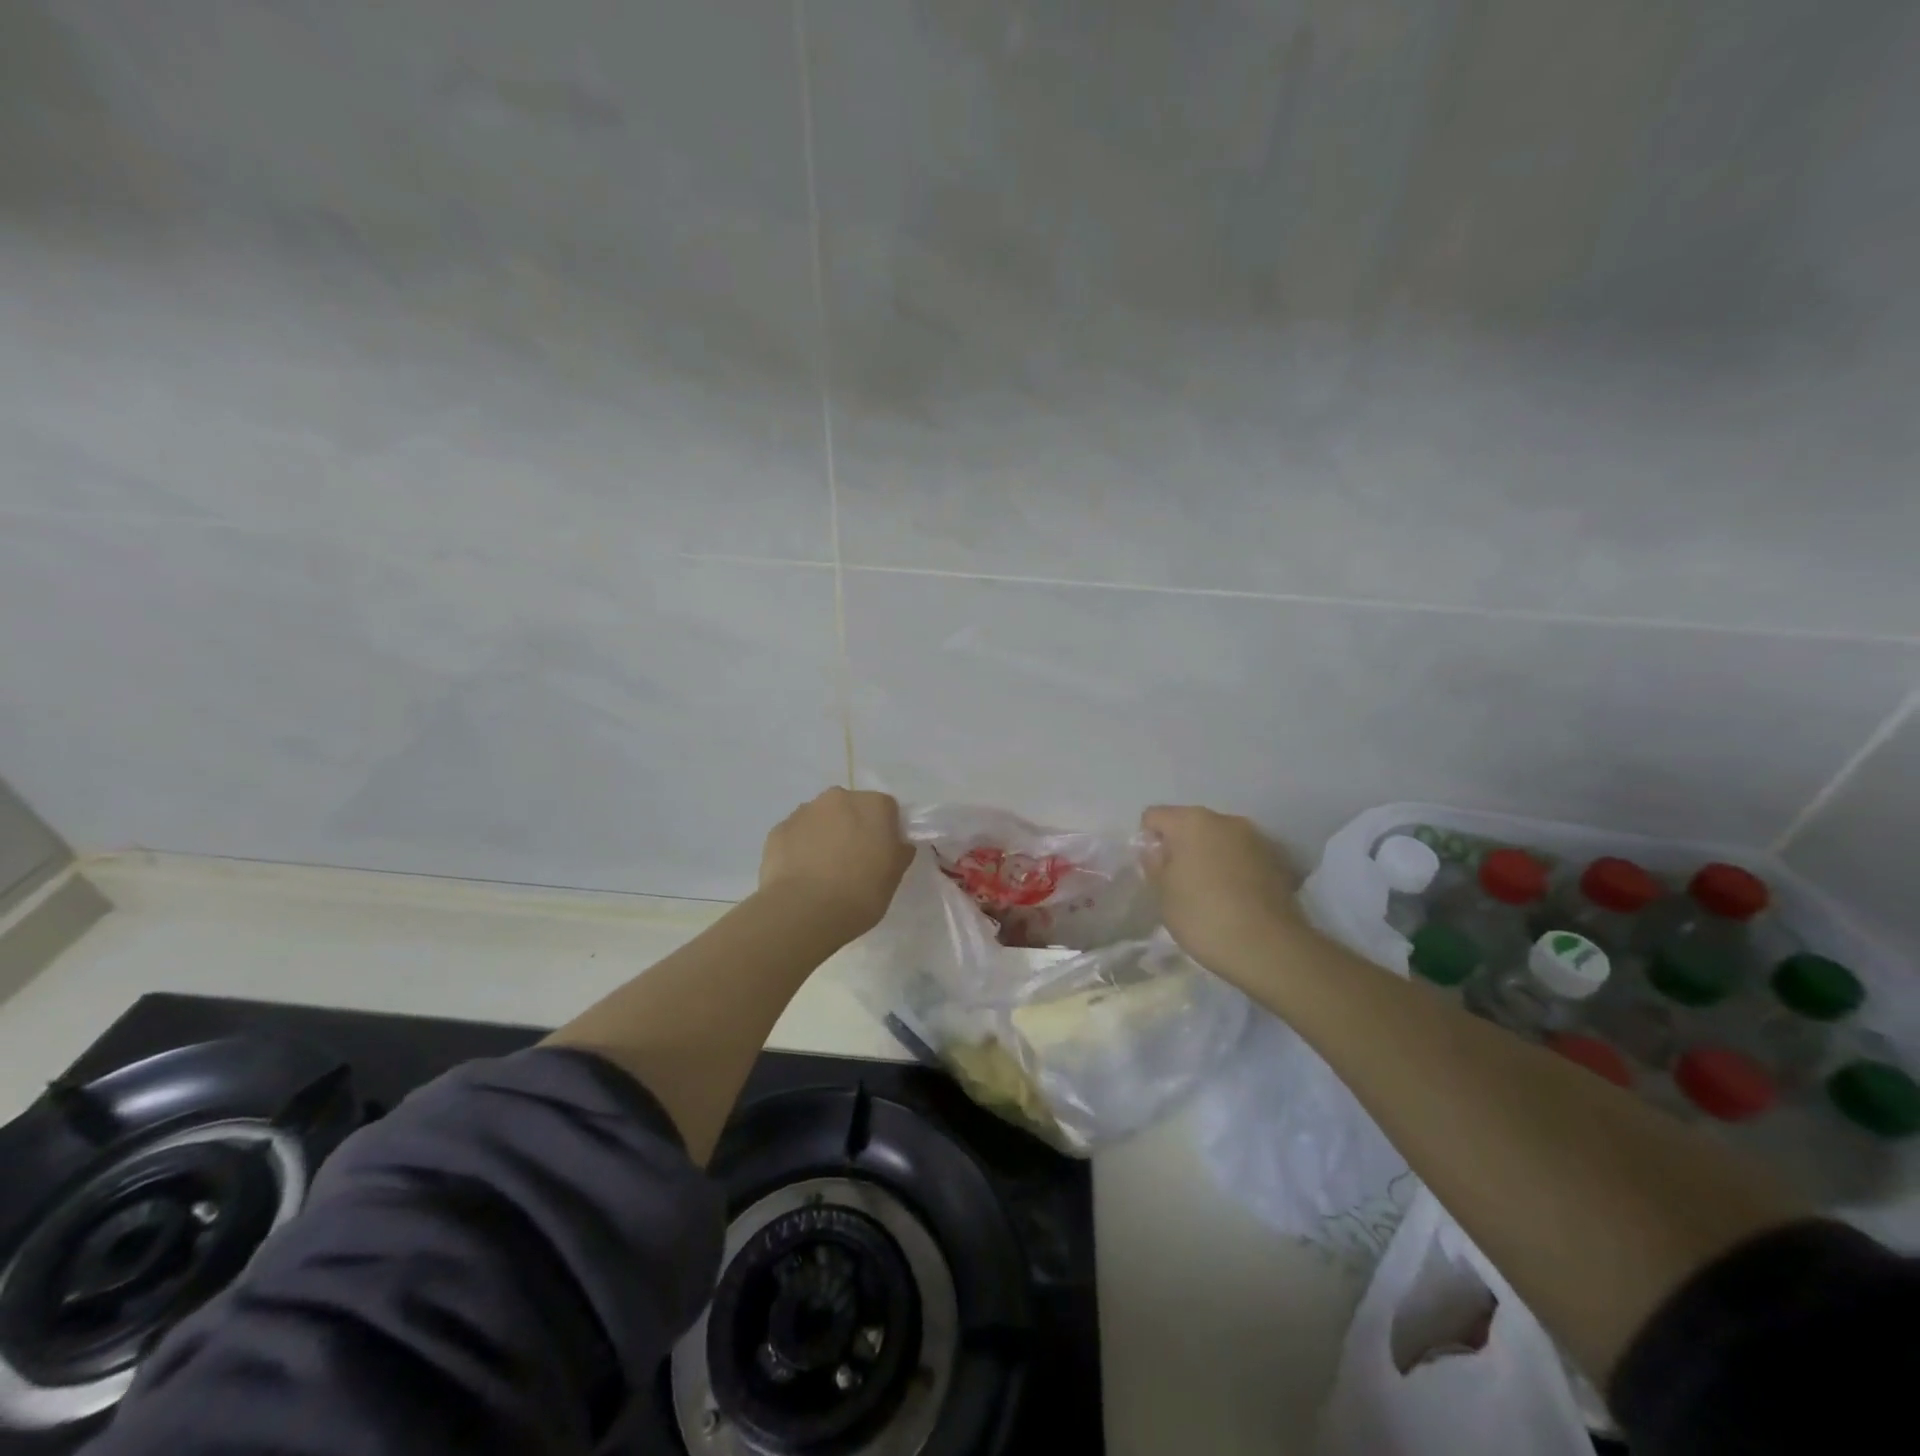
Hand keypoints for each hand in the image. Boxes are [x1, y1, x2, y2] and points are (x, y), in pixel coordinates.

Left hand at [759, 788, 914, 938]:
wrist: (804, 911)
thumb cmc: (860, 893)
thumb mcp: (894, 877)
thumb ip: (899, 852)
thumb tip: (897, 844)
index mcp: (873, 805)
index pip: (887, 809)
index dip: (885, 830)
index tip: (881, 854)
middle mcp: (838, 798)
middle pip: (851, 808)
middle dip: (852, 827)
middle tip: (852, 861)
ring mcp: (804, 811)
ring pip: (821, 819)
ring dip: (824, 835)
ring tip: (822, 871)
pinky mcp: (778, 829)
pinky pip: (796, 835)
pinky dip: (800, 848)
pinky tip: (801, 874)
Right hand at [1140, 806, 1312, 984]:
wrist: (1269, 948)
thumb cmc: (1203, 915)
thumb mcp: (1162, 893)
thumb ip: (1154, 864)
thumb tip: (1157, 850)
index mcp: (1192, 821)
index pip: (1154, 816)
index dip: (1147, 841)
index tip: (1154, 870)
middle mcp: (1226, 820)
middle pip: (1191, 824)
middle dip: (1181, 847)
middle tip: (1179, 883)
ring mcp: (1257, 838)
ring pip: (1220, 840)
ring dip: (1211, 857)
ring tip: (1210, 892)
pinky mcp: (1279, 861)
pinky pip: (1244, 857)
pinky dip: (1235, 869)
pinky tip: (1236, 899)